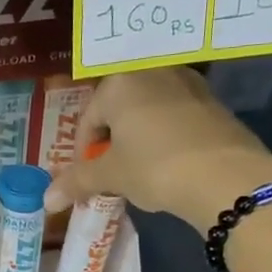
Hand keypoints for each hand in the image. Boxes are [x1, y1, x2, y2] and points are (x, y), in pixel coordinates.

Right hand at [42, 68, 271, 233]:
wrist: (225, 176)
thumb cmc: (155, 168)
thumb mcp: (111, 176)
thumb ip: (76, 182)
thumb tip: (46, 200)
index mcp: (119, 82)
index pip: (88, 119)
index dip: (84, 153)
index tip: (90, 178)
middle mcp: (151, 71)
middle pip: (118, 110)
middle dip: (113, 142)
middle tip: (114, 174)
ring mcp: (186, 82)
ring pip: (148, 111)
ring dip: (139, 138)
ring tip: (143, 170)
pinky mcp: (212, 100)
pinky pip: (176, 116)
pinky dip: (167, 136)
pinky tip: (172, 162)